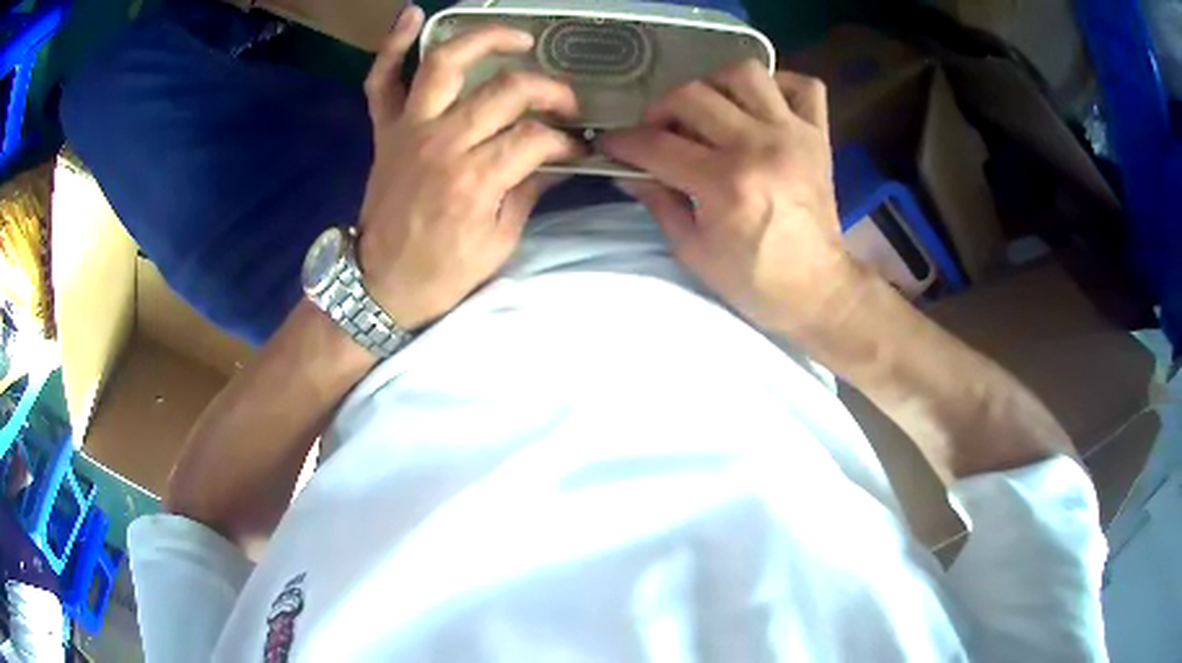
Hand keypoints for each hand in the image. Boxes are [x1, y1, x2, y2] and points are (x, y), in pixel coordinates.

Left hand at [358, 7, 582, 329]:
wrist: (380, 286)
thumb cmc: (442, 273)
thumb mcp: (500, 242)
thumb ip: (528, 191)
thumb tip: (557, 159)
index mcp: (476, 179)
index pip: (537, 138)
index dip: (566, 141)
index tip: (577, 149)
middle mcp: (443, 142)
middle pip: (506, 90)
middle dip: (549, 91)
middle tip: (565, 105)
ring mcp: (409, 129)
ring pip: (445, 63)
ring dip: (484, 39)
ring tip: (518, 37)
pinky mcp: (385, 130)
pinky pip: (381, 80)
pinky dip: (392, 46)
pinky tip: (412, 15)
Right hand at [601, 62, 866, 342]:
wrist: (818, 289)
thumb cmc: (753, 279)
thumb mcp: (693, 251)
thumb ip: (659, 202)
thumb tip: (630, 171)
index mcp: (725, 184)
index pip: (657, 145)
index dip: (623, 142)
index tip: (610, 143)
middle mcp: (759, 146)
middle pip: (692, 96)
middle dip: (659, 110)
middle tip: (657, 131)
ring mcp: (793, 135)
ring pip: (745, 73)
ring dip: (714, 85)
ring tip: (707, 110)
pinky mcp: (818, 135)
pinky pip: (803, 85)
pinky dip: (777, 85)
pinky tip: (759, 105)